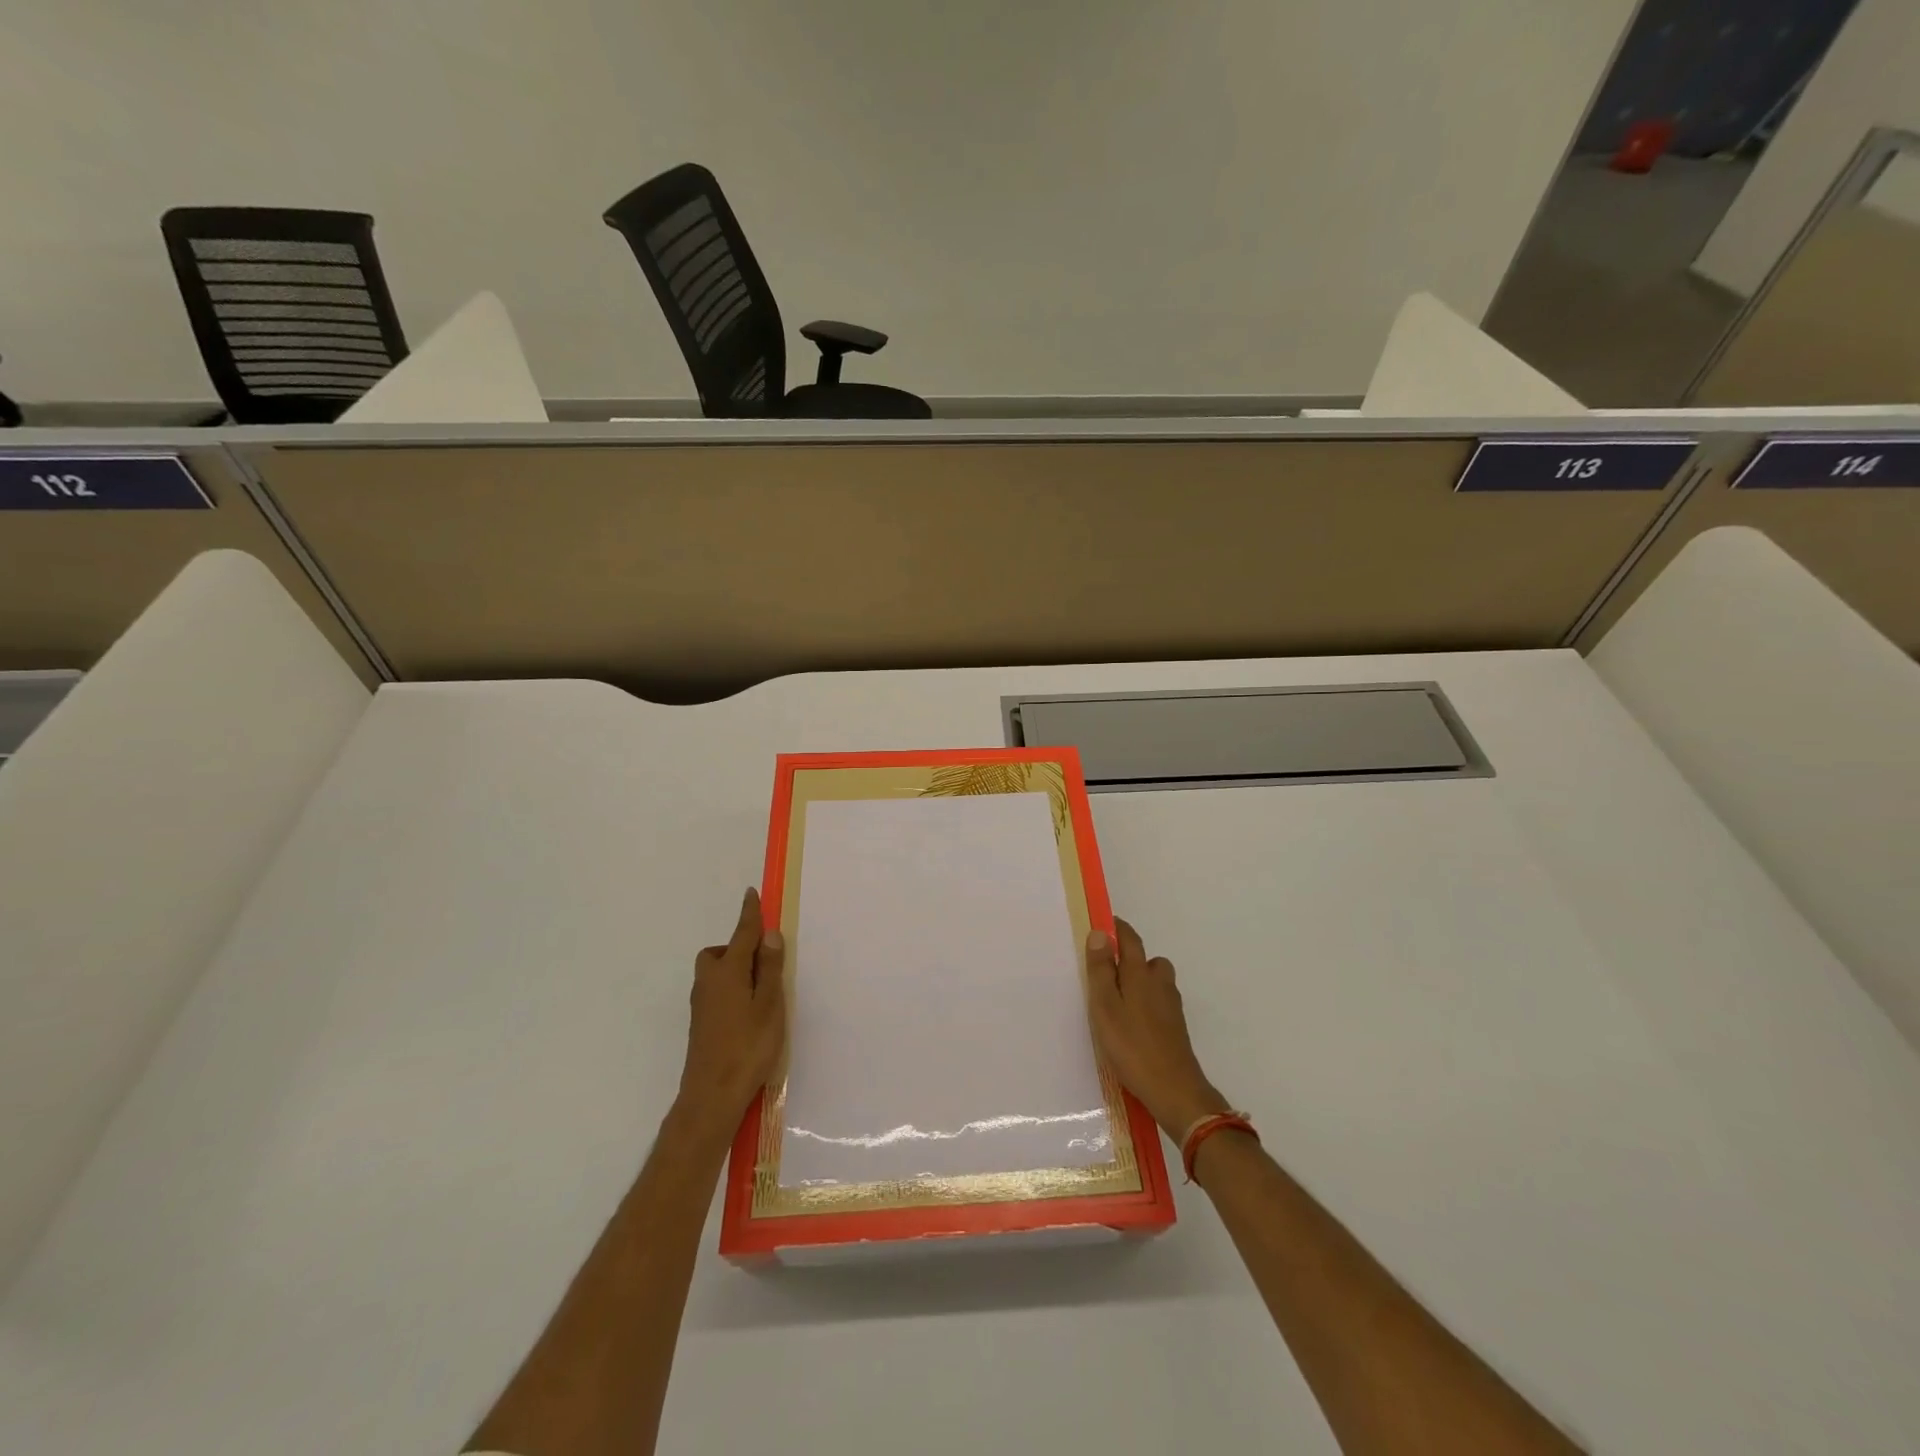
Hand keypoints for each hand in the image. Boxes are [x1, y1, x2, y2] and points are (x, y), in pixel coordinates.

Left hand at [677, 888, 786, 1135]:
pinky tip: (748, 1011)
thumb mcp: (769, 1004)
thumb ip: (768, 968)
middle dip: (737, 948)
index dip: (749, 914)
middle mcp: (709, 982)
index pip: (741, 934)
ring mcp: (701, 1005)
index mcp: (727, 972)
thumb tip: (768, 934)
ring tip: (761, 989)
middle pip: (719, 953)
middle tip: (764, 961)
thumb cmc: (747, 1046)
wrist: (711, 1096)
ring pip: (716, 973)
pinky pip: (716, 991)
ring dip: (734, 970)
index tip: (750, 894)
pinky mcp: (701, 1024)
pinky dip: (731, 989)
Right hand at [1085, 918, 1230, 1138]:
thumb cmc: (1132, 1045)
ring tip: (1117, 999)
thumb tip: (1101, 933)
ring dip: (1139, 981)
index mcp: (1140, 974)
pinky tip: (1132, 1022)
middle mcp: (1160, 984)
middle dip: (1130, 957)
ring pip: (1156, 982)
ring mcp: (1171, 1007)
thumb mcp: (1105, 1006)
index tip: (1103, 923)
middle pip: (1148, 960)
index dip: (1117, 929)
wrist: (1174, 1090)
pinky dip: (1146, 1003)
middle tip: (1106, 969)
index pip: (1130, 940)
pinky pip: (1158, 1002)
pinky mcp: (1175, 1028)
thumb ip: (1101, 970)